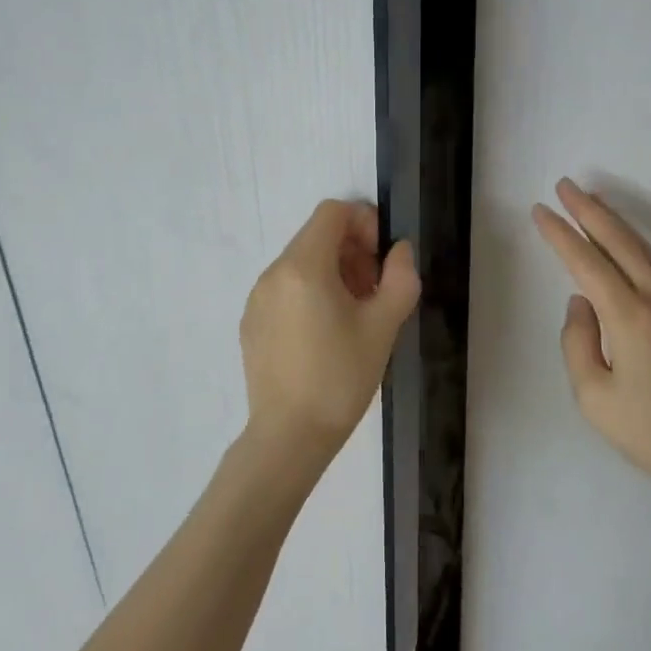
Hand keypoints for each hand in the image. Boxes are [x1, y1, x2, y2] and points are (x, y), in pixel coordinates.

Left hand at [240, 199, 420, 463]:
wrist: (289, 437)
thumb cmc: (340, 378)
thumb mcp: (384, 326)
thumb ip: (400, 277)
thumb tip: (398, 251)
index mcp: (303, 266)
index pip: (332, 212)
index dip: (364, 222)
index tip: (381, 259)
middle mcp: (273, 273)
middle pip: (316, 236)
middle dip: (351, 250)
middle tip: (375, 289)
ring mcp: (256, 298)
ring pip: (300, 262)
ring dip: (332, 272)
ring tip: (353, 314)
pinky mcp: (251, 322)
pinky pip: (284, 288)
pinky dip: (309, 292)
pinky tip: (324, 334)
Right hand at [533, 178, 650, 501]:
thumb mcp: (595, 398)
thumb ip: (577, 343)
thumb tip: (581, 303)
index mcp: (628, 317)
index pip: (586, 262)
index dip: (560, 234)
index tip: (541, 210)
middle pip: (619, 242)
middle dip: (589, 211)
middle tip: (566, 185)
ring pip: (644, 250)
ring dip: (616, 222)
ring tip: (594, 203)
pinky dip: (638, 246)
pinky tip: (630, 246)